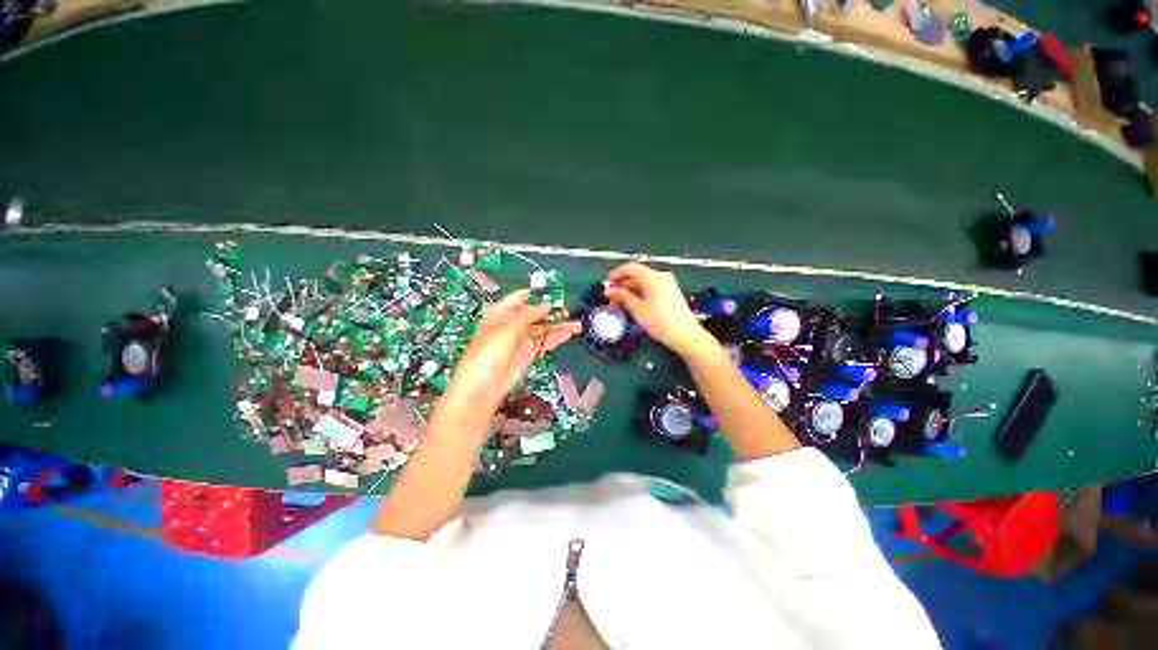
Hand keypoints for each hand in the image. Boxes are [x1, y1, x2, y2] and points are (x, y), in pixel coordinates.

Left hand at [441, 290, 580, 418]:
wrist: (482, 387)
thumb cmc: (487, 354)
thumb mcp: (506, 330)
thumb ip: (527, 316)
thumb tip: (546, 305)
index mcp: (502, 313)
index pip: (522, 298)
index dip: (538, 294)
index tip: (555, 292)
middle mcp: (512, 324)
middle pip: (536, 313)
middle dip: (552, 312)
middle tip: (568, 311)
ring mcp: (521, 339)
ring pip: (543, 329)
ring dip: (559, 326)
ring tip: (576, 325)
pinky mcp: (529, 353)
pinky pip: (544, 342)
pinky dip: (556, 338)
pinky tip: (568, 334)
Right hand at [603, 262, 713, 356]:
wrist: (685, 334)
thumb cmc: (659, 321)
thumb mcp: (637, 309)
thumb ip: (622, 296)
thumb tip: (608, 290)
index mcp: (652, 276)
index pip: (630, 268)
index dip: (616, 275)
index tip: (606, 286)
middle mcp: (660, 276)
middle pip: (636, 275)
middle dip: (621, 286)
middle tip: (611, 300)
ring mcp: (667, 283)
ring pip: (643, 283)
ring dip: (629, 291)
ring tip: (620, 306)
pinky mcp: (670, 292)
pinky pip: (650, 288)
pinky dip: (639, 294)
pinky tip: (633, 306)